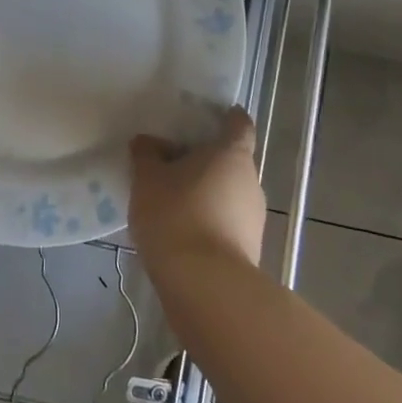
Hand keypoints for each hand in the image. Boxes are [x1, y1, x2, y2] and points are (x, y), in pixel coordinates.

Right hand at [129, 106, 265, 274]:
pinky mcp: (249, 250)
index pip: (239, 124)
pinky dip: (207, 221)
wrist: (205, 286)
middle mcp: (251, 182)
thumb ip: (147, 154)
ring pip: (228, 194)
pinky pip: (225, 223)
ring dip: (205, 193)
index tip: (209, 116)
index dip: (226, 117)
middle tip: (172, 162)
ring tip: (170, 200)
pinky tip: (180, 231)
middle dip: (205, 160)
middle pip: (231, 160)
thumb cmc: (176, 215)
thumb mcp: (148, 179)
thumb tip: (148, 142)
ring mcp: (254, 219)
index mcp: (232, 154)